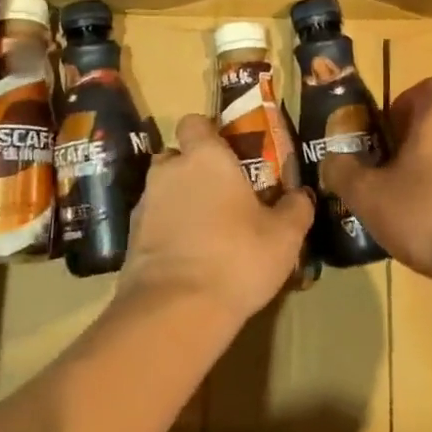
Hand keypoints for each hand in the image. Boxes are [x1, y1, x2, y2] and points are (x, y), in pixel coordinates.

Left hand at [120, 114, 312, 325]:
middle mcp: (169, 171)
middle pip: (176, 156)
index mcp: (205, 157)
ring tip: (205, 230)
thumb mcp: (284, 236)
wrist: (175, 309)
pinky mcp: (130, 238)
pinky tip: (188, 257)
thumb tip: (300, 195)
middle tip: (221, 194)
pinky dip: (166, 231)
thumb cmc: (237, 258)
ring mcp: (144, 204)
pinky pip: (152, 222)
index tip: (228, 152)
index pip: (195, 122)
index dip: (209, 133)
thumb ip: (295, 209)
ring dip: (179, 201)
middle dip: (193, 169)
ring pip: (162, 190)